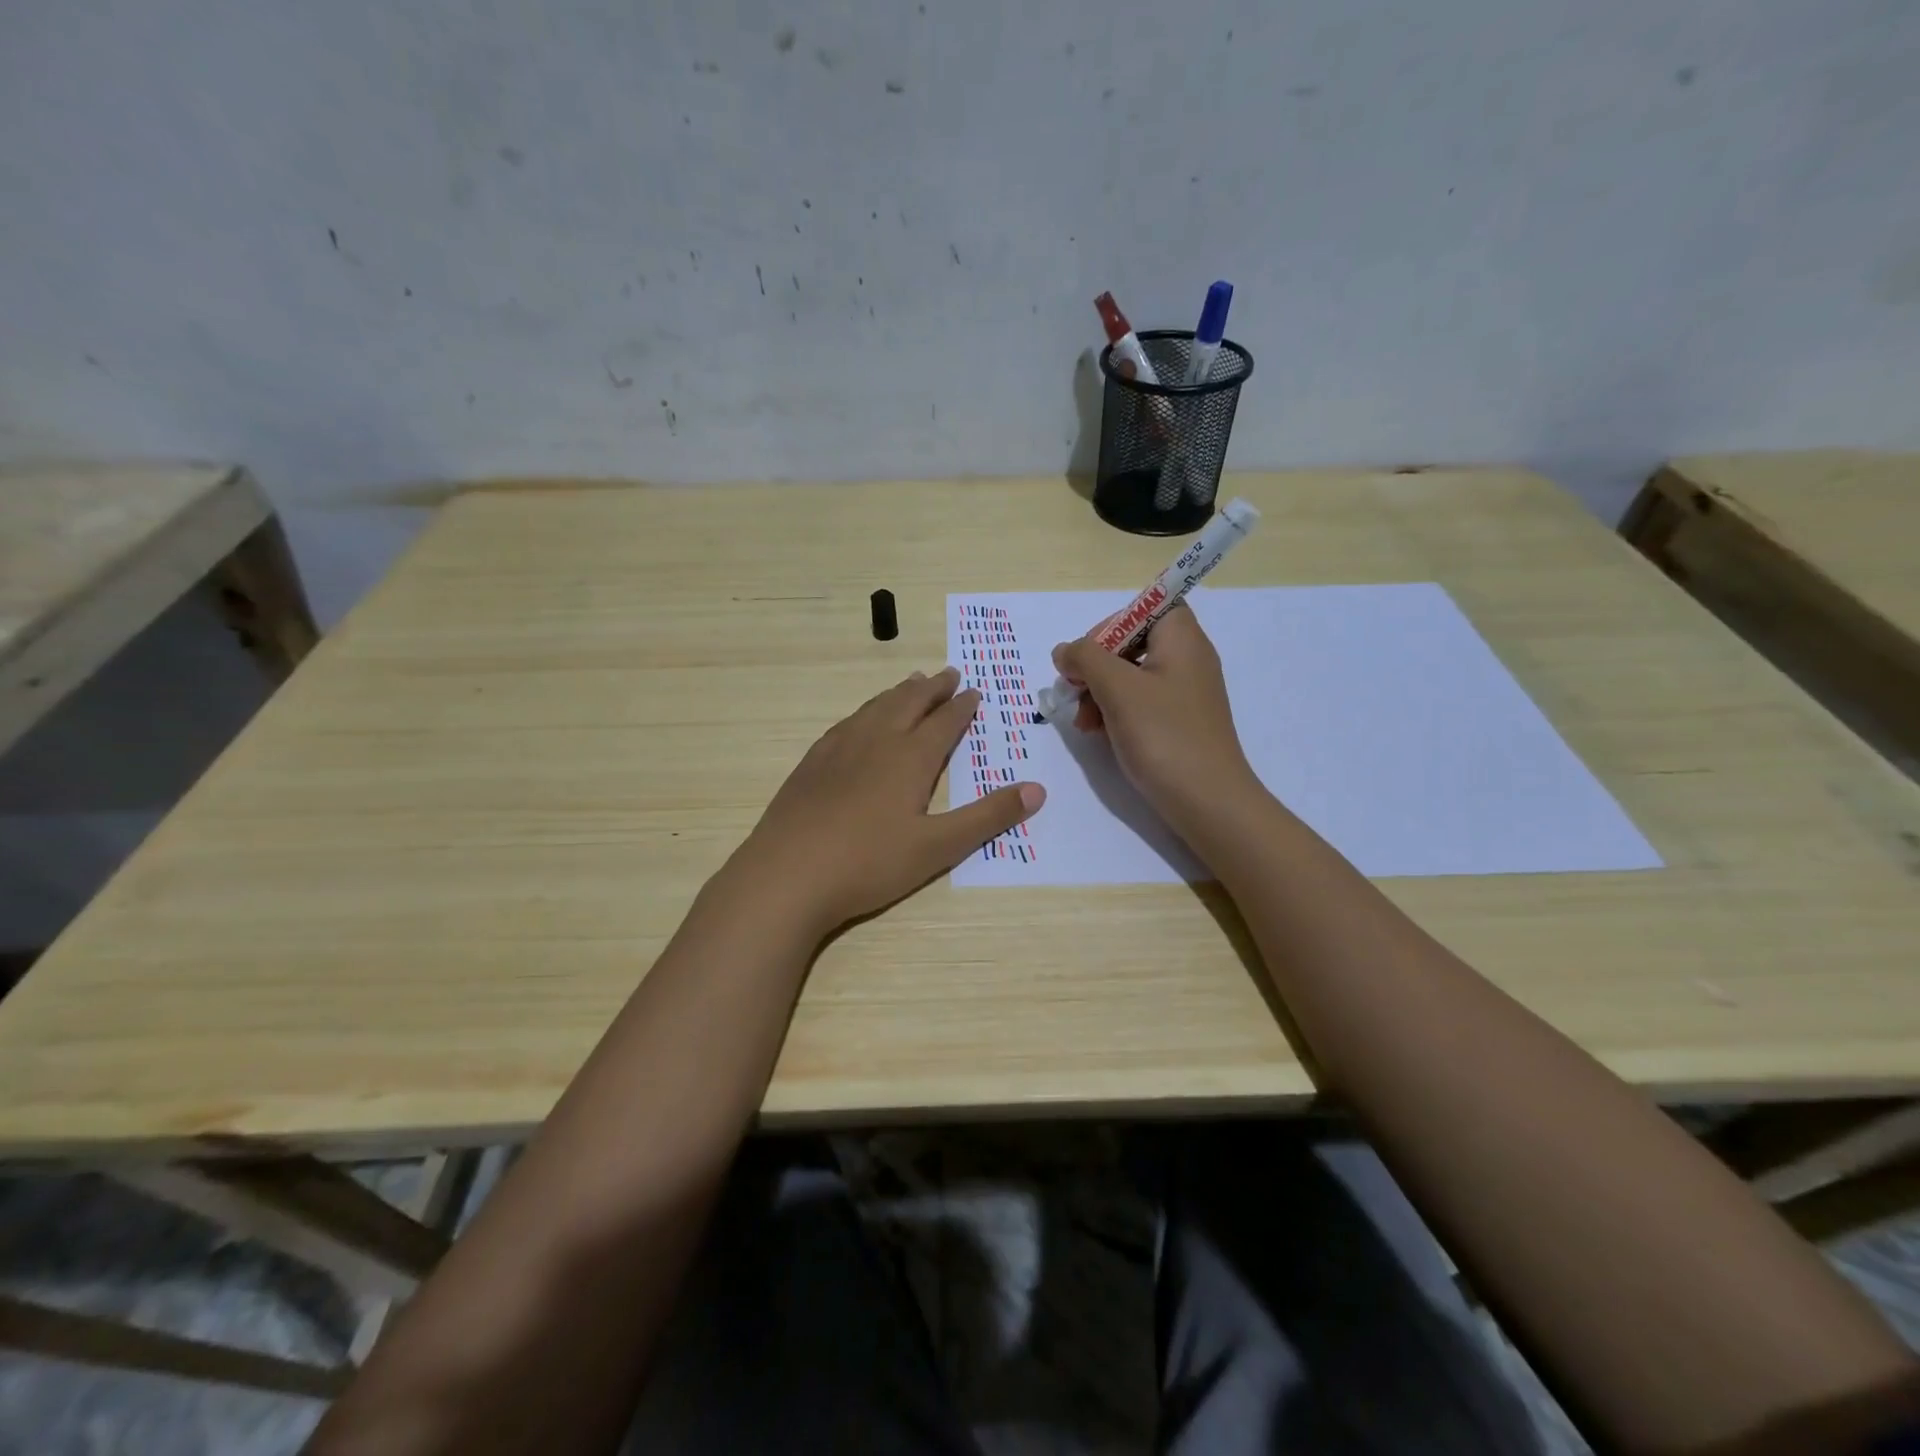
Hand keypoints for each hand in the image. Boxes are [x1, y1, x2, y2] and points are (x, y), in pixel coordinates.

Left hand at [732, 667, 1044, 933]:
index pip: (944, 722)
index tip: (974, 691)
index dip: (962, 706)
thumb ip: (988, 817)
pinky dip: (865, 711)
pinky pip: (847, 723)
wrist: (787, 875)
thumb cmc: (869, 863)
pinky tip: (860, 720)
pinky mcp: (812, 764)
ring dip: (898, 693)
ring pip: (875, 708)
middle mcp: (875, 741)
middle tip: (948, 673)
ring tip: (911, 683)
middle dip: (932, 688)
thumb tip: (1037, 790)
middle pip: (908, 703)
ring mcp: (838, 749)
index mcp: (910, 758)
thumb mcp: (939, 847)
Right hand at [1052, 604, 1258, 832]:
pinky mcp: (1178, 721)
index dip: (1112, 623)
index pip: (1147, 606)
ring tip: (1083, 722)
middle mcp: (1187, 658)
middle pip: (1133, 642)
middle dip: (1096, 664)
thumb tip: (1065, 650)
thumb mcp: (1117, 689)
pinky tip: (1098, 733)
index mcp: (1181, 639)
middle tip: (1074, 690)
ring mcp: (1184, 692)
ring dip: (1099, 692)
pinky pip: (1140, 702)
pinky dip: (1115, 711)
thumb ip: (1085, 658)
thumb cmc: (1164, 735)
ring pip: (1131, 675)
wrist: (1208, 801)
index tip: (1088, 653)